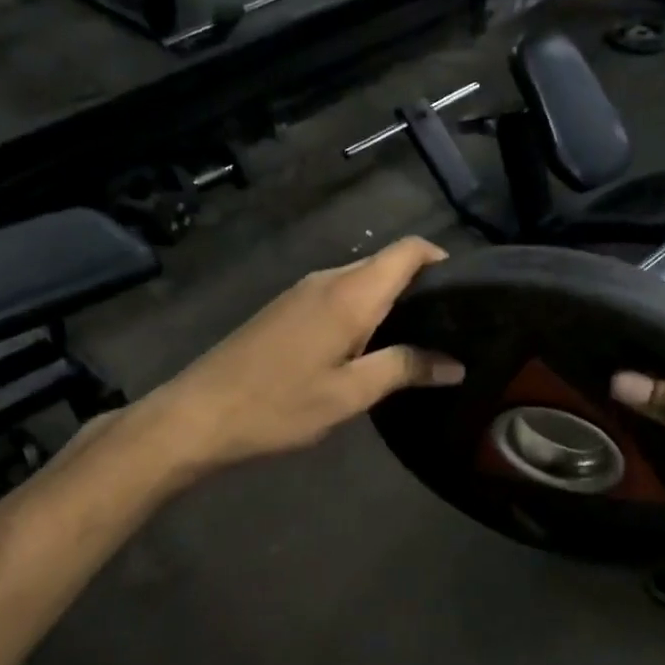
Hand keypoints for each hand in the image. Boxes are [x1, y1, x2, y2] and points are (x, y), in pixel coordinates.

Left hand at [135, 237, 463, 476]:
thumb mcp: (350, 394)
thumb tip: (455, 364)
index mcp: (350, 293)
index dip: (441, 259)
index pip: (408, 251)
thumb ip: (405, 369)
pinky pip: (337, 295)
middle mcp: (327, 279)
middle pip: (385, 264)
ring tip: (416, 340)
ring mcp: (301, 291)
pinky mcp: (285, 308)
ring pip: (360, 281)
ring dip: (390, 301)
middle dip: (420, 286)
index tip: (466, 292)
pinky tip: (367, 347)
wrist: (197, 414)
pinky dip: (362, 310)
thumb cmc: (279, 405)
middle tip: (449, 326)